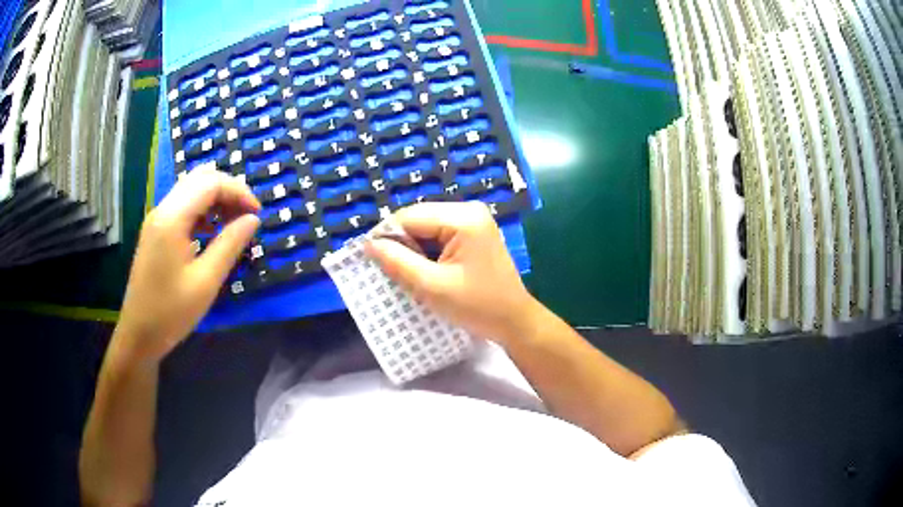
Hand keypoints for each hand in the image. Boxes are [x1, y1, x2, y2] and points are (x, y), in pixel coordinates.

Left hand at [114, 166, 260, 362]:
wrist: (139, 334)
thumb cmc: (171, 312)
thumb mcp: (206, 281)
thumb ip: (230, 245)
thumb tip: (253, 219)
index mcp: (172, 218)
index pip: (211, 183)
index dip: (238, 192)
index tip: (257, 215)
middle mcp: (162, 209)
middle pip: (200, 179)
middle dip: (228, 191)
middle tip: (247, 216)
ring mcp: (157, 219)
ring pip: (191, 190)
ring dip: (216, 199)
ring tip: (234, 224)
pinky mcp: (155, 230)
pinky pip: (183, 206)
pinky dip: (202, 210)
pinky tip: (212, 232)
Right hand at [365, 202, 537, 344]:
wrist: (514, 321)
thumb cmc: (477, 306)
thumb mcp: (432, 287)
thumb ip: (398, 262)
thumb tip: (369, 244)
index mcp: (463, 217)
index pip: (410, 216)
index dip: (386, 236)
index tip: (371, 260)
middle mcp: (468, 210)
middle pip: (418, 219)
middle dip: (401, 244)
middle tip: (390, 271)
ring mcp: (473, 220)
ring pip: (426, 229)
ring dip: (413, 250)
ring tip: (407, 274)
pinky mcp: (473, 233)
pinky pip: (439, 236)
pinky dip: (426, 252)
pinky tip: (425, 271)